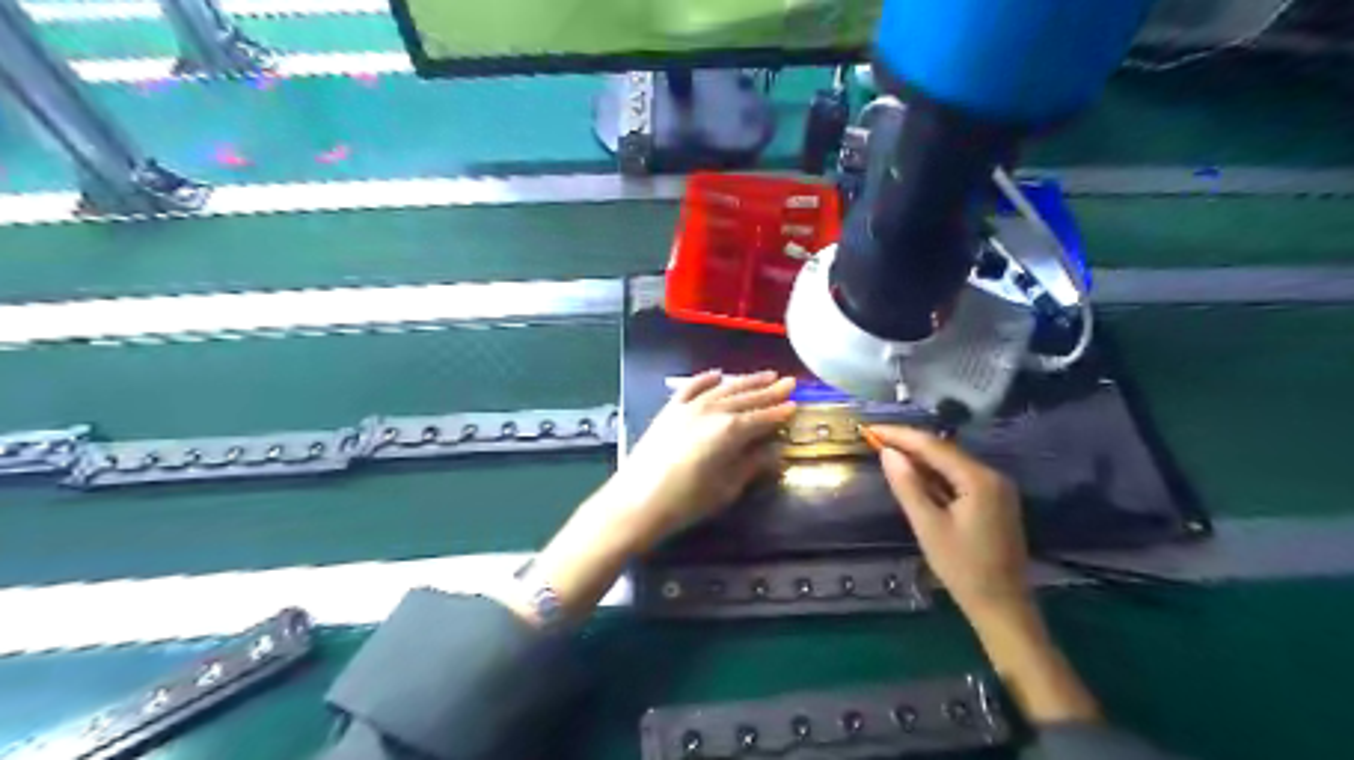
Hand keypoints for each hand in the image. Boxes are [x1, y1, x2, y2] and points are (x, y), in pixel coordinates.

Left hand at [611, 371, 795, 548]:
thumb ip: (752, 464)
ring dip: (745, 381)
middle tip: (788, 381)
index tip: (796, 404)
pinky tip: (717, 375)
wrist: (638, 500)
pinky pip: (691, 387)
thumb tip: (776, 451)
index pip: (762, 417)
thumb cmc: (687, 501)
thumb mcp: (727, 487)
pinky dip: (706, 380)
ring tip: (765, 374)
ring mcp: (688, 407)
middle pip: (746, 398)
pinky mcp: (669, 410)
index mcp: (730, 431)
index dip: (780, 412)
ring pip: (723, 389)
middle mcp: (712, 411)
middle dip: (769, 391)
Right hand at [868, 425, 1026, 627]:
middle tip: (874, 439)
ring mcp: (996, 488)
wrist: (1002, 606)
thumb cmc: (963, 569)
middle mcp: (991, 475)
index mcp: (978, 479)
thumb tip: (888, 453)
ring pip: (951, 462)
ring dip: (920, 457)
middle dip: (909, 443)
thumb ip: (908, 486)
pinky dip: (934, 473)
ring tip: (887, 451)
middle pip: (944, 450)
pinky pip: (959, 476)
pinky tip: (914, 474)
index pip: (933, 445)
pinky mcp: (993, 500)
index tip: (870, 429)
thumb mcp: (928, 526)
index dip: (900, 435)